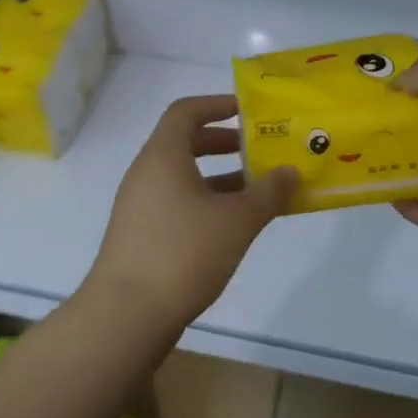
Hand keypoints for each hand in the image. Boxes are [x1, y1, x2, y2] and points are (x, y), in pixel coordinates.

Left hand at [82, 95, 297, 331]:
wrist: (127, 313)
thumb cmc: (184, 252)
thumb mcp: (237, 220)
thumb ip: (268, 192)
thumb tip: (290, 171)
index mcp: (163, 156)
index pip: (186, 111)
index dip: (218, 105)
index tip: (249, 113)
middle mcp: (146, 173)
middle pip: (185, 143)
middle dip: (225, 143)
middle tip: (260, 152)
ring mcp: (140, 205)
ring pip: (184, 177)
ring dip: (220, 178)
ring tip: (258, 192)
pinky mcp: (142, 234)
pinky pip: (178, 202)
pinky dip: (206, 203)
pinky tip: (233, 226)